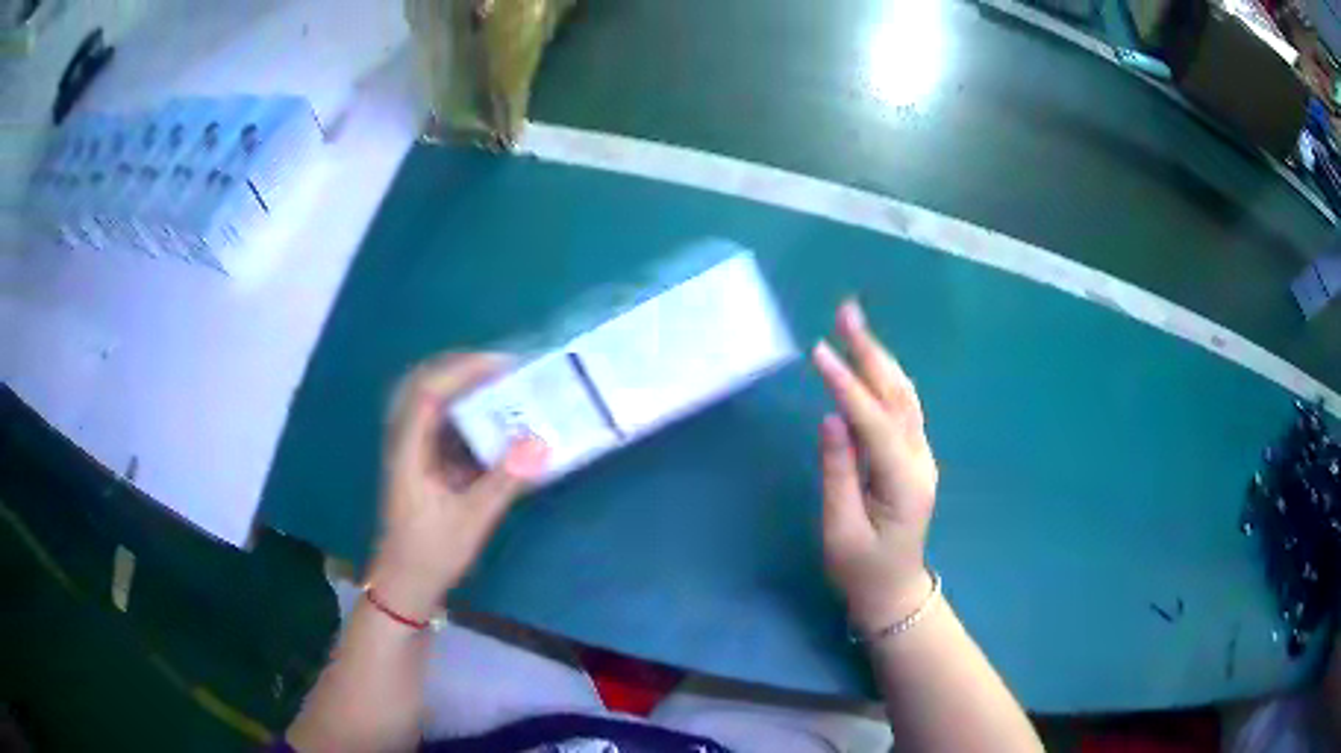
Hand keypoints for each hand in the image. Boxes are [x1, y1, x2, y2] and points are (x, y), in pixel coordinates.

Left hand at [369, 353, 548, 618]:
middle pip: (425, 385)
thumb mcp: (471, 520)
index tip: (504, 365)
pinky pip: (443, 425)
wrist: (405, 585)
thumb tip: (540, 442)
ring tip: (505, 385)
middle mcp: (405, 441)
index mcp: (408, 450)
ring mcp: (412, 451)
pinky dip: (468, 415)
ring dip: (466, 388)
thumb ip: (504, 481)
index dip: (464, 370)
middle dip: (464, 368)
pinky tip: (494, 423)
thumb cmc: (431, 553)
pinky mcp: (423, 463)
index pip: (429, 391)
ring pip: (433, 402)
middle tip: (506, 367)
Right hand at [812, 300, 938, 634]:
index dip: (847, 385)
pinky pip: (901, 409)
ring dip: (880, 358)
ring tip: (854, 326)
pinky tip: (868, 361)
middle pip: (898, 395)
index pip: (874, 422)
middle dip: (872, 351)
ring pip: (904, 396)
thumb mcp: (841, 531)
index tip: (820, 351)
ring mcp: (921, 456)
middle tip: (847, 312)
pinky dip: (884, 378)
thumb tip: (831, 419)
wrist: (895, 592)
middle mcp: (919, 460)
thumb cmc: (862, 570)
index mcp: (903, 482)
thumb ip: (838, 475)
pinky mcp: (912, 457)